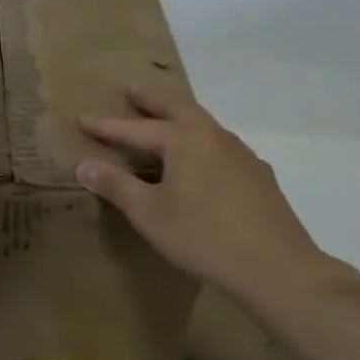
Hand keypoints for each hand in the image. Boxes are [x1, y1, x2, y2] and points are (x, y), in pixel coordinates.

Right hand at [78, 89, 357, 313]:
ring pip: (203, 124)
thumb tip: (85, 165)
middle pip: (178, 107)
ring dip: (178, 117)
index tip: (82, 119)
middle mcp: (215, 136)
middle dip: (151, 99)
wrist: (277, 268)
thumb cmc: (204, 237)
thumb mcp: (150, 214)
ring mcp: (242, 154)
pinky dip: (198, 142)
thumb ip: (117, 186)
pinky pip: (219, 146)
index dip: (107, 126)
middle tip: (131, 91)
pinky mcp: (258, 176)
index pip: (136, 128)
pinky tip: (199, 162)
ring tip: (162, 122)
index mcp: (185, 139)